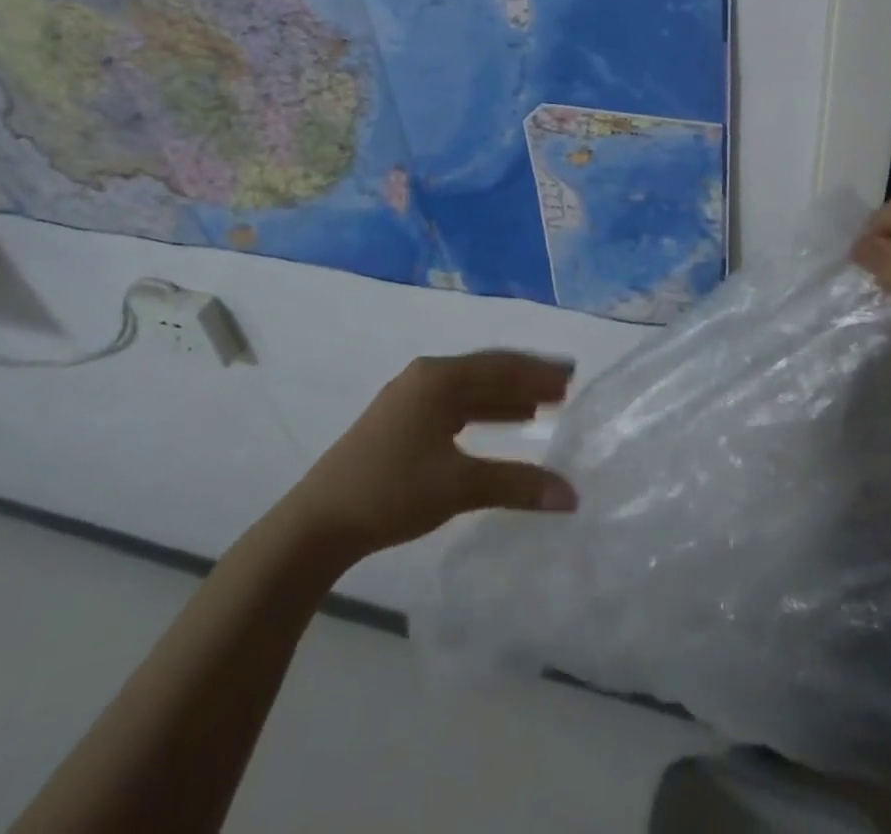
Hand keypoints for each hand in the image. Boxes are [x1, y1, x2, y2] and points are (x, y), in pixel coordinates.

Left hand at [290, 351, 578, 555]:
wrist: (318, 523)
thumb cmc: (391, 492)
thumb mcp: (459, 486)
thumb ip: (517, 485)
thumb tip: (571, 495)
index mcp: (439, 378)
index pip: (501, 366)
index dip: (539, 372)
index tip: (572, 375)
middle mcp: (426, 377)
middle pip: (487, 372)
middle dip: (526, 381)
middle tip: (564, 389)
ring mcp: (410, 398)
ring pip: (470, 390)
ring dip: (506, 397)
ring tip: (542, 407)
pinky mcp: (401, 422)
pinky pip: (455, 407)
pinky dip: (484, 413)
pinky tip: (502, 424)